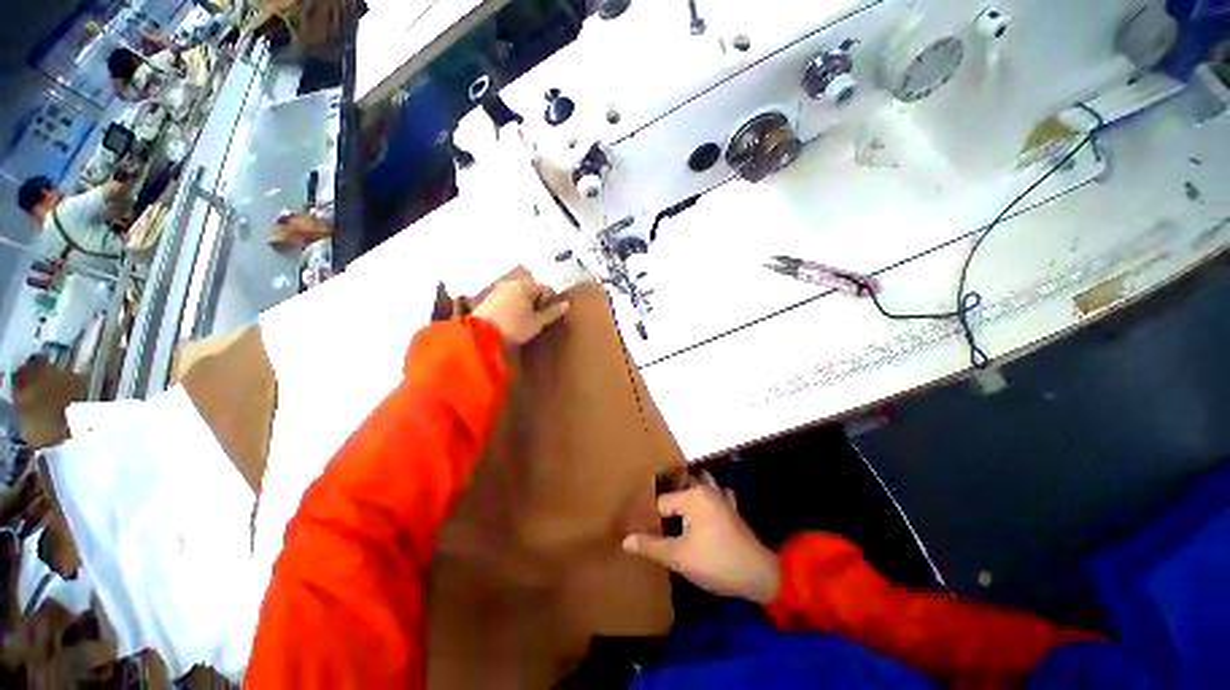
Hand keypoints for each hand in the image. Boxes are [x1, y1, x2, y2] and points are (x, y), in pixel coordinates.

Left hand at [472, 278, 569, 344]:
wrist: (480, 335)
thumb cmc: (514, 327)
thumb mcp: (537, 323)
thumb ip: (552, 312)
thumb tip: (566, 304)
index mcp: (525, 286)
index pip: (545, 289)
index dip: (549, 303)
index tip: (544, 317)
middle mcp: (511, 283)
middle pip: (531, 289)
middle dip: (535, 302)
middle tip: (535, 319)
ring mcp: (497, 289)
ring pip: (518, 294)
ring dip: (523, 304)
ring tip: (522, 321)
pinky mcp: (488, 298)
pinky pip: (506, 299)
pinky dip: (511, 306)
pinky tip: (509, 320)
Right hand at [623, 481, 780, 604]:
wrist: (759, 575)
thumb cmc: (716, 562)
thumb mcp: (679, 557)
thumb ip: (651, 546)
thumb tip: (625, 539)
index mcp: (692, 496)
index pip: (660, 502)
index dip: (648, 515)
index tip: (636, 525)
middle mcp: (706, 489)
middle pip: (679, 484)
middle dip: (665, 493)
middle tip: (649, 509)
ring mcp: (721, 497)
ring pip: (698, 483)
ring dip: (686, 488)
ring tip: (671, 502)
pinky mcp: (730, 508)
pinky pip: (714, 493)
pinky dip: (705, 495)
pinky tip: (700, 507)